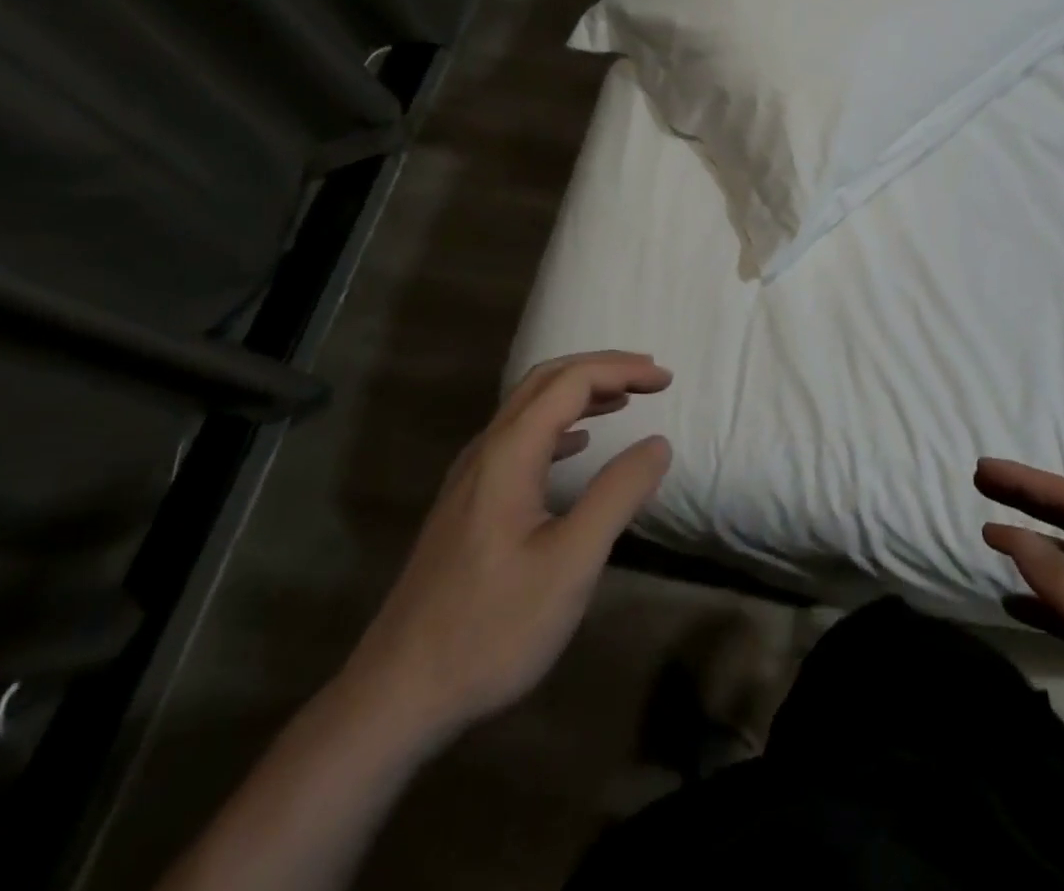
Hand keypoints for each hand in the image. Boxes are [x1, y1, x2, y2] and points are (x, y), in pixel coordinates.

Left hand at [335, 352, 672, 755]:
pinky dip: (559, 425)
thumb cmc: (492, 627)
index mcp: (509, 453)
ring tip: (624, 400)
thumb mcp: (570, 563)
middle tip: (648, 378)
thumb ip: (617, 495)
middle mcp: (486, 451)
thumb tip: (657, 443)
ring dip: (580, 393)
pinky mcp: (468, 505)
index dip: (621, 370)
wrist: (397, 695)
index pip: (570, 381)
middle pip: (545, 381)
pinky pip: (520, 439)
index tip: (666, 380)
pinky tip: (578, 445)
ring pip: (529, 408)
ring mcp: (471, 478)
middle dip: (601, 369)